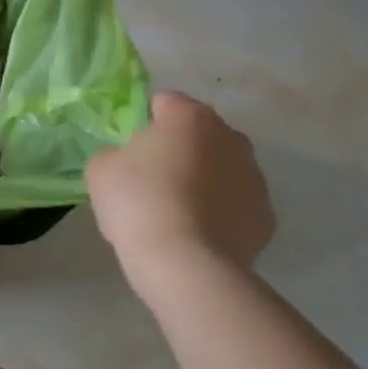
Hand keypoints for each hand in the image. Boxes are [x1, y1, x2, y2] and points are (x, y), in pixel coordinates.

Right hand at [87, 92, 274, 295]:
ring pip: (221, 168)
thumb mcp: (101, 168)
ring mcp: (255, 177)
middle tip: (152, 179)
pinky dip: (220, 212)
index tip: (130, 150)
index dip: (144, 122)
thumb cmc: (139, 203)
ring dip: (203, 179)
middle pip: (199, 134)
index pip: (165, 102)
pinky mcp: (266, 217)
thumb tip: (126, 160)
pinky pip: (235, 204)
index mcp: (190, 116)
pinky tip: (197, 234)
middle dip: (179, 149)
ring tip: (176, 212)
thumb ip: (114, 152)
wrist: (187, 265)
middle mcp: (230, 137)